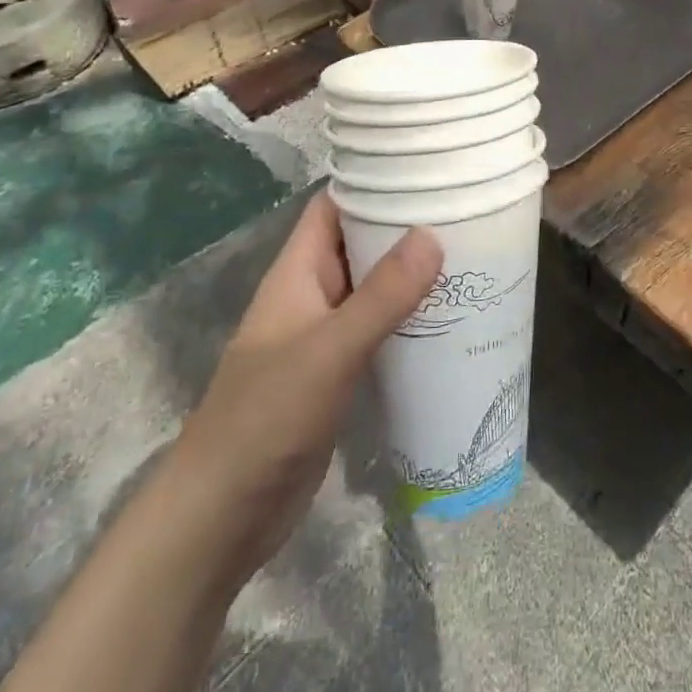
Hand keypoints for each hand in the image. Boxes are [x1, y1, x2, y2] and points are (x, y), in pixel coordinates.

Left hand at [170, 192, 441, 581]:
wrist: (220, 520)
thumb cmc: (265, 419)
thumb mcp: (329, 351)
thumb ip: (381, 296)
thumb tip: (433, 234)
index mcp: (298, 271)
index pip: (335, 205)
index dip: (374, 182)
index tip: (428, 170)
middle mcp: (312, 294)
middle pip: (361, 243)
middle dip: (406, 228)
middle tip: (467, 212)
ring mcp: (324, 335)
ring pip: (374, 288)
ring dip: (413, 276)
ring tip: (472, 257)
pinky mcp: (338, 374)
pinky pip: (379, 330)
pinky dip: (409, 319)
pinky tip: (451, 320)